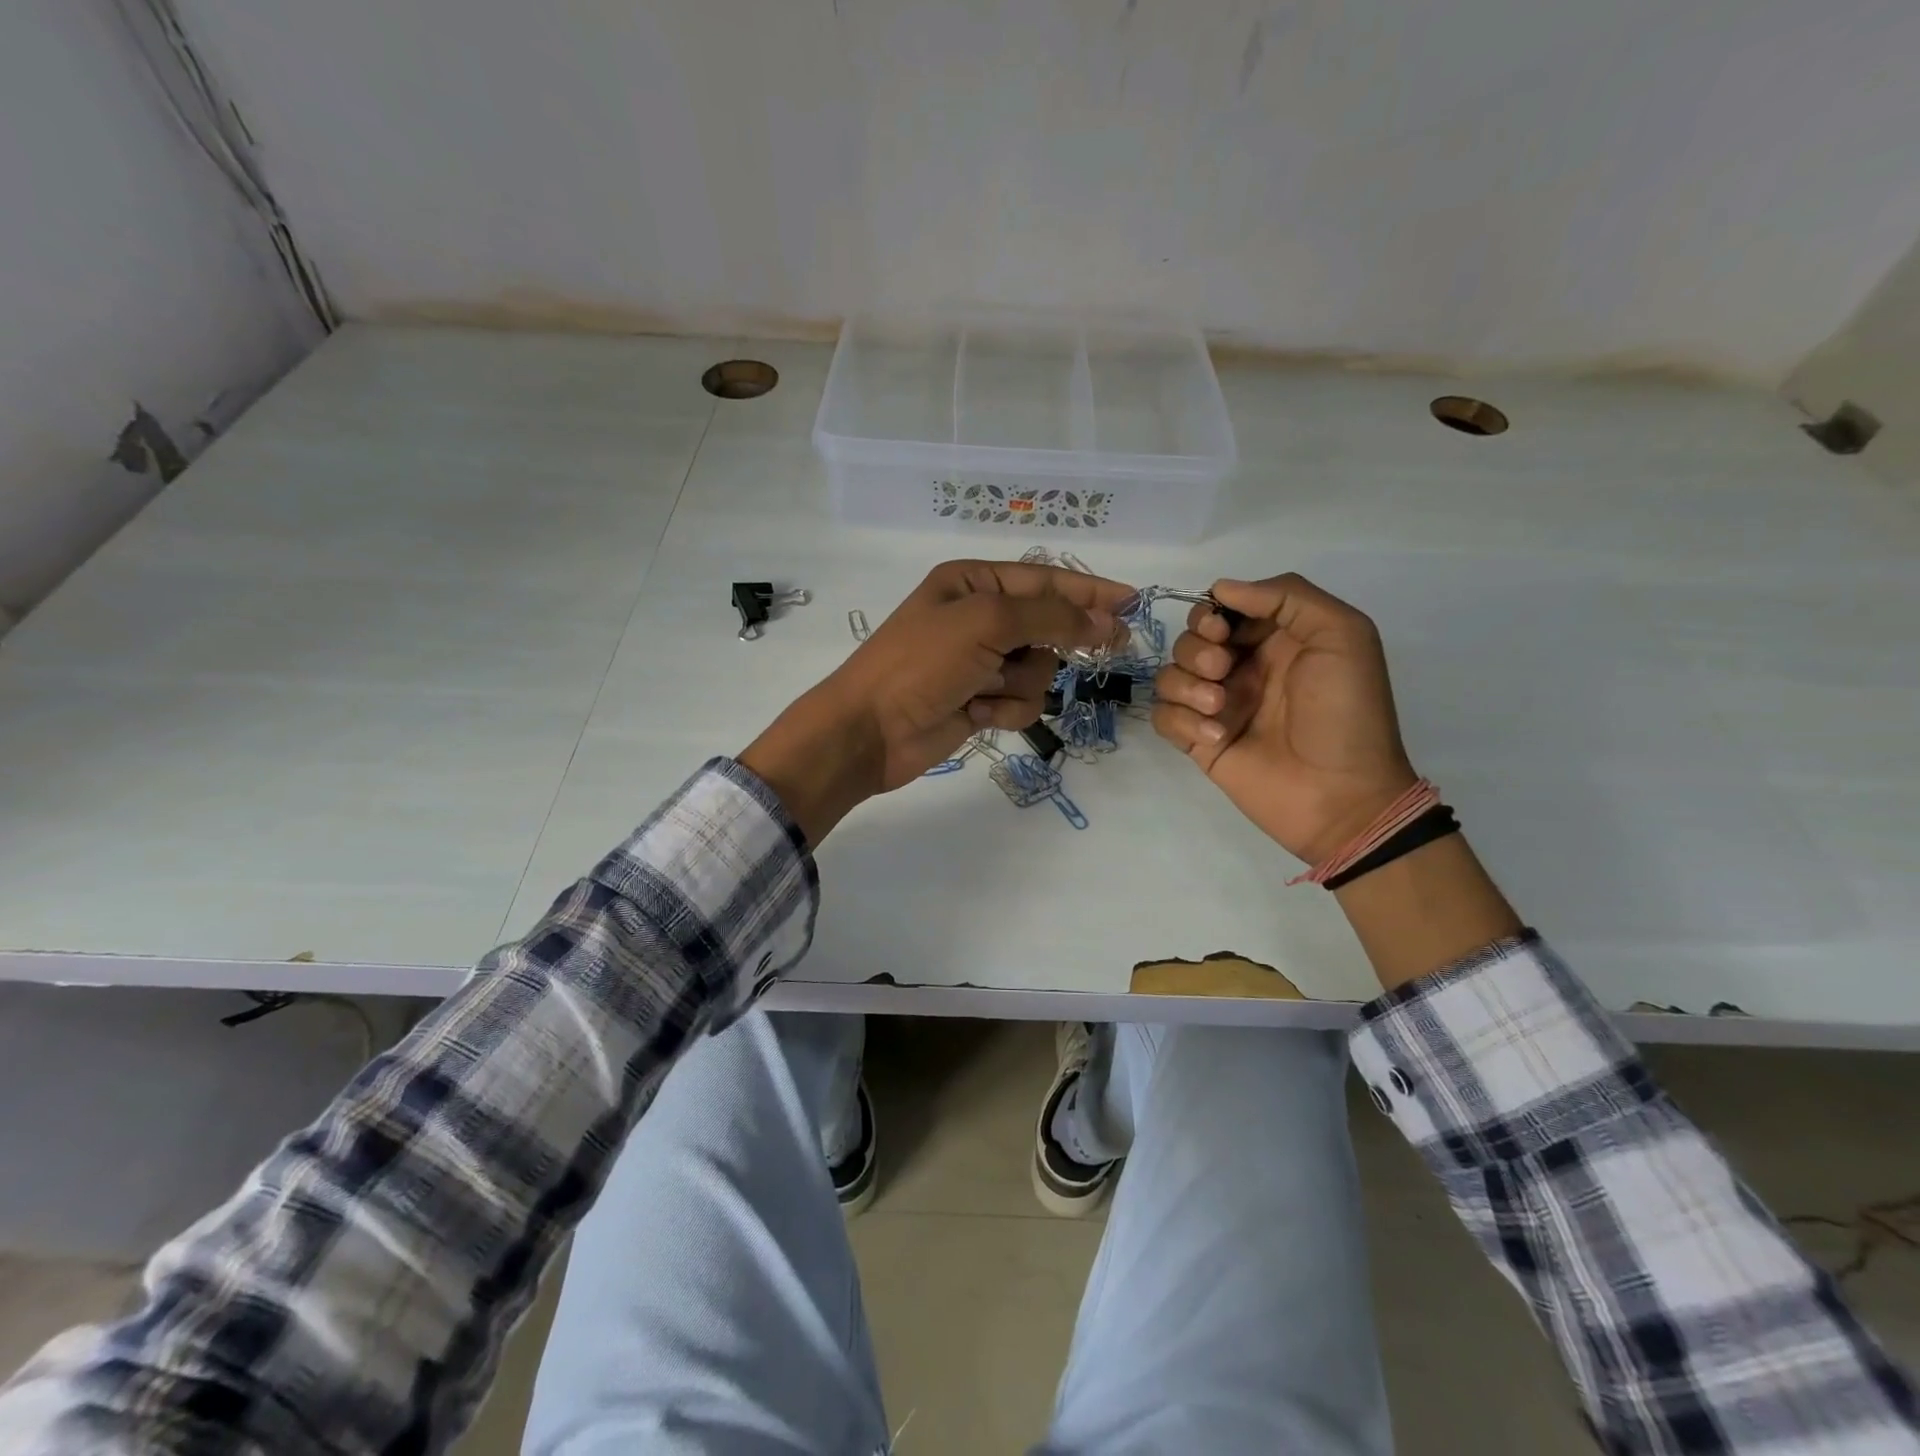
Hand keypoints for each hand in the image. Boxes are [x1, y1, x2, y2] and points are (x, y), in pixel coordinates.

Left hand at [741, 560, 1131, 844]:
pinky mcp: (979, 702)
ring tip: (986, 689)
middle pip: (1049, 625)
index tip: (1134, 601)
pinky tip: (975, 714)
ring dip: (1021, 683)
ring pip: (1039, 670)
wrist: (870, 730)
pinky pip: (1021, 702)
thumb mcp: (986, 623)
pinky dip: (1005, 710)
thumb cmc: (921, 664)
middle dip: (1060, 641)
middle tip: (1112, 645)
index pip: (1046, 580)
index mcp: (974, 584)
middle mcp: (978, 618)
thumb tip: (1105, 617)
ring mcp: (979, 663)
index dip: (1091, 589)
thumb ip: (1051, 616)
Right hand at [1152, 574, 1417, 865]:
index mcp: (1275, 640)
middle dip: (1197, 649)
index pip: (1222, 609)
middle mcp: (1242, 668)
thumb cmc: (1347, 713)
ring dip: (1186, 686)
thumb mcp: (1343, 636)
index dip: (1211, 612)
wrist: (1342, 796)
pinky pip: (1164, 716)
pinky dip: (1181, 721)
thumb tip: (1220, 589)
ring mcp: (1216, 706)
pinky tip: (1215, 737)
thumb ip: (1288, 596)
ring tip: (1219, 710)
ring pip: (1169, 675)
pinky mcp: (1198, 741)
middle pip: (1189, 639)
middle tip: (1223, 671)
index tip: (1220, 628)